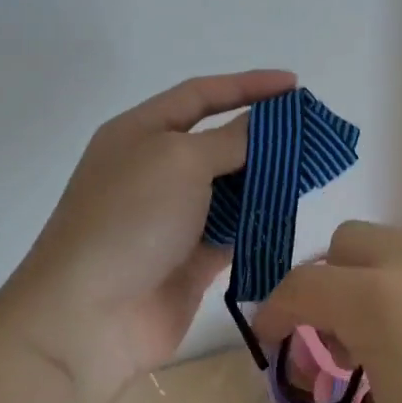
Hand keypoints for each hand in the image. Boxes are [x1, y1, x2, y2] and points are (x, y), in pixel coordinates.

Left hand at [0, 70, 295, 401]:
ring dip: (267, 178)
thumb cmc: (130, 219)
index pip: (201, 95)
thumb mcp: (180, 160)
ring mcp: (174, 216)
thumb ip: (230, 139)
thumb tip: (263, 124)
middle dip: (264, 134)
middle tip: (312, 132)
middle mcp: (156, 168)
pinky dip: (260, 220)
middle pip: (219, 140)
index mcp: (141, 132)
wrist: (88, 317)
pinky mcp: (191, 258)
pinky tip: (292, 211)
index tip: (294, 85)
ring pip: (231, 186)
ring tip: (313, 169)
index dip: (247, 85)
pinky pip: (235, 230)